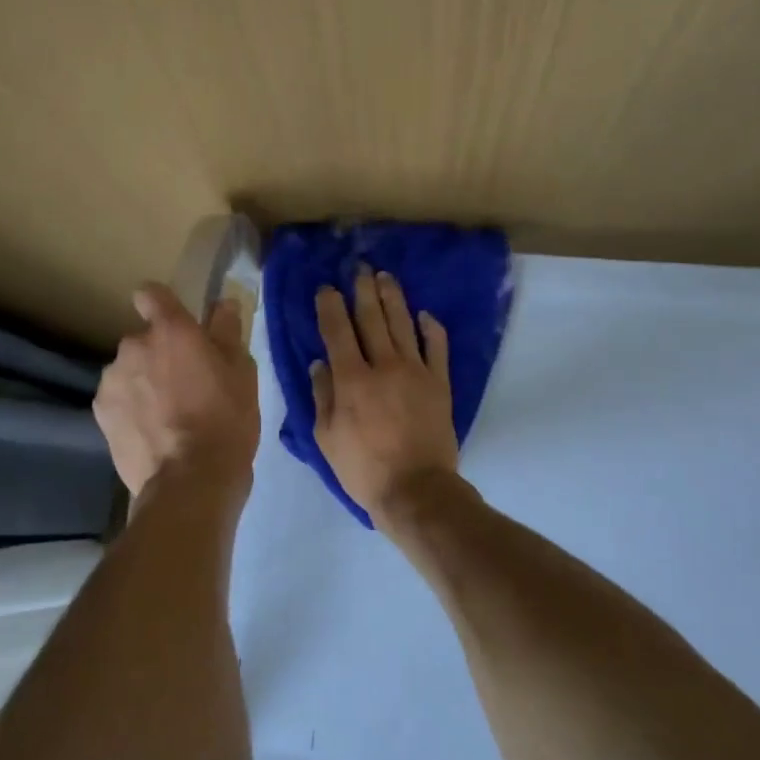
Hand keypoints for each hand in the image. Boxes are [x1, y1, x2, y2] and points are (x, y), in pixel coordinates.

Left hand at [95, 282, 259, 498]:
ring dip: (143, 382)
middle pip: (143, 340)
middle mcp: (133, 346)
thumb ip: (228, 333)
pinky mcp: (100, 412)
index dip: (161, 304)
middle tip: (185, 386)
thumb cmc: (225, 422)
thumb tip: (223, 304)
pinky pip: (117, 398)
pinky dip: (130, 408)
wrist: (189, 482)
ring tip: (167, 416)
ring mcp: (112, 379)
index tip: (175, 324)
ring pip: (128, 370)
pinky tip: (150, 433)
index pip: (151, 294)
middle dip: (159, 355)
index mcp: (170, 331)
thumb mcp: (242, 375)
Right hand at [312, 266, 458, 526]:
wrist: (415, 490)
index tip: (326, 288)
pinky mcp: (439, 383)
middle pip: (372, 318)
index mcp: (350, 379)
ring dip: (393, 298)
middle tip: (359, 269)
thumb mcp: (325, 437)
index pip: (337, 331)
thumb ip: (322, 396)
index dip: (330, 305)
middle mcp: (383, 365)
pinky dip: (431, 328)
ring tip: (385, 278)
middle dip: (363, 290)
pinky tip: (425, 315)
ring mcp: (415, 372)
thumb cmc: (362, 469)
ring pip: (403, 325)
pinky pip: (437, 347)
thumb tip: (320, 363)